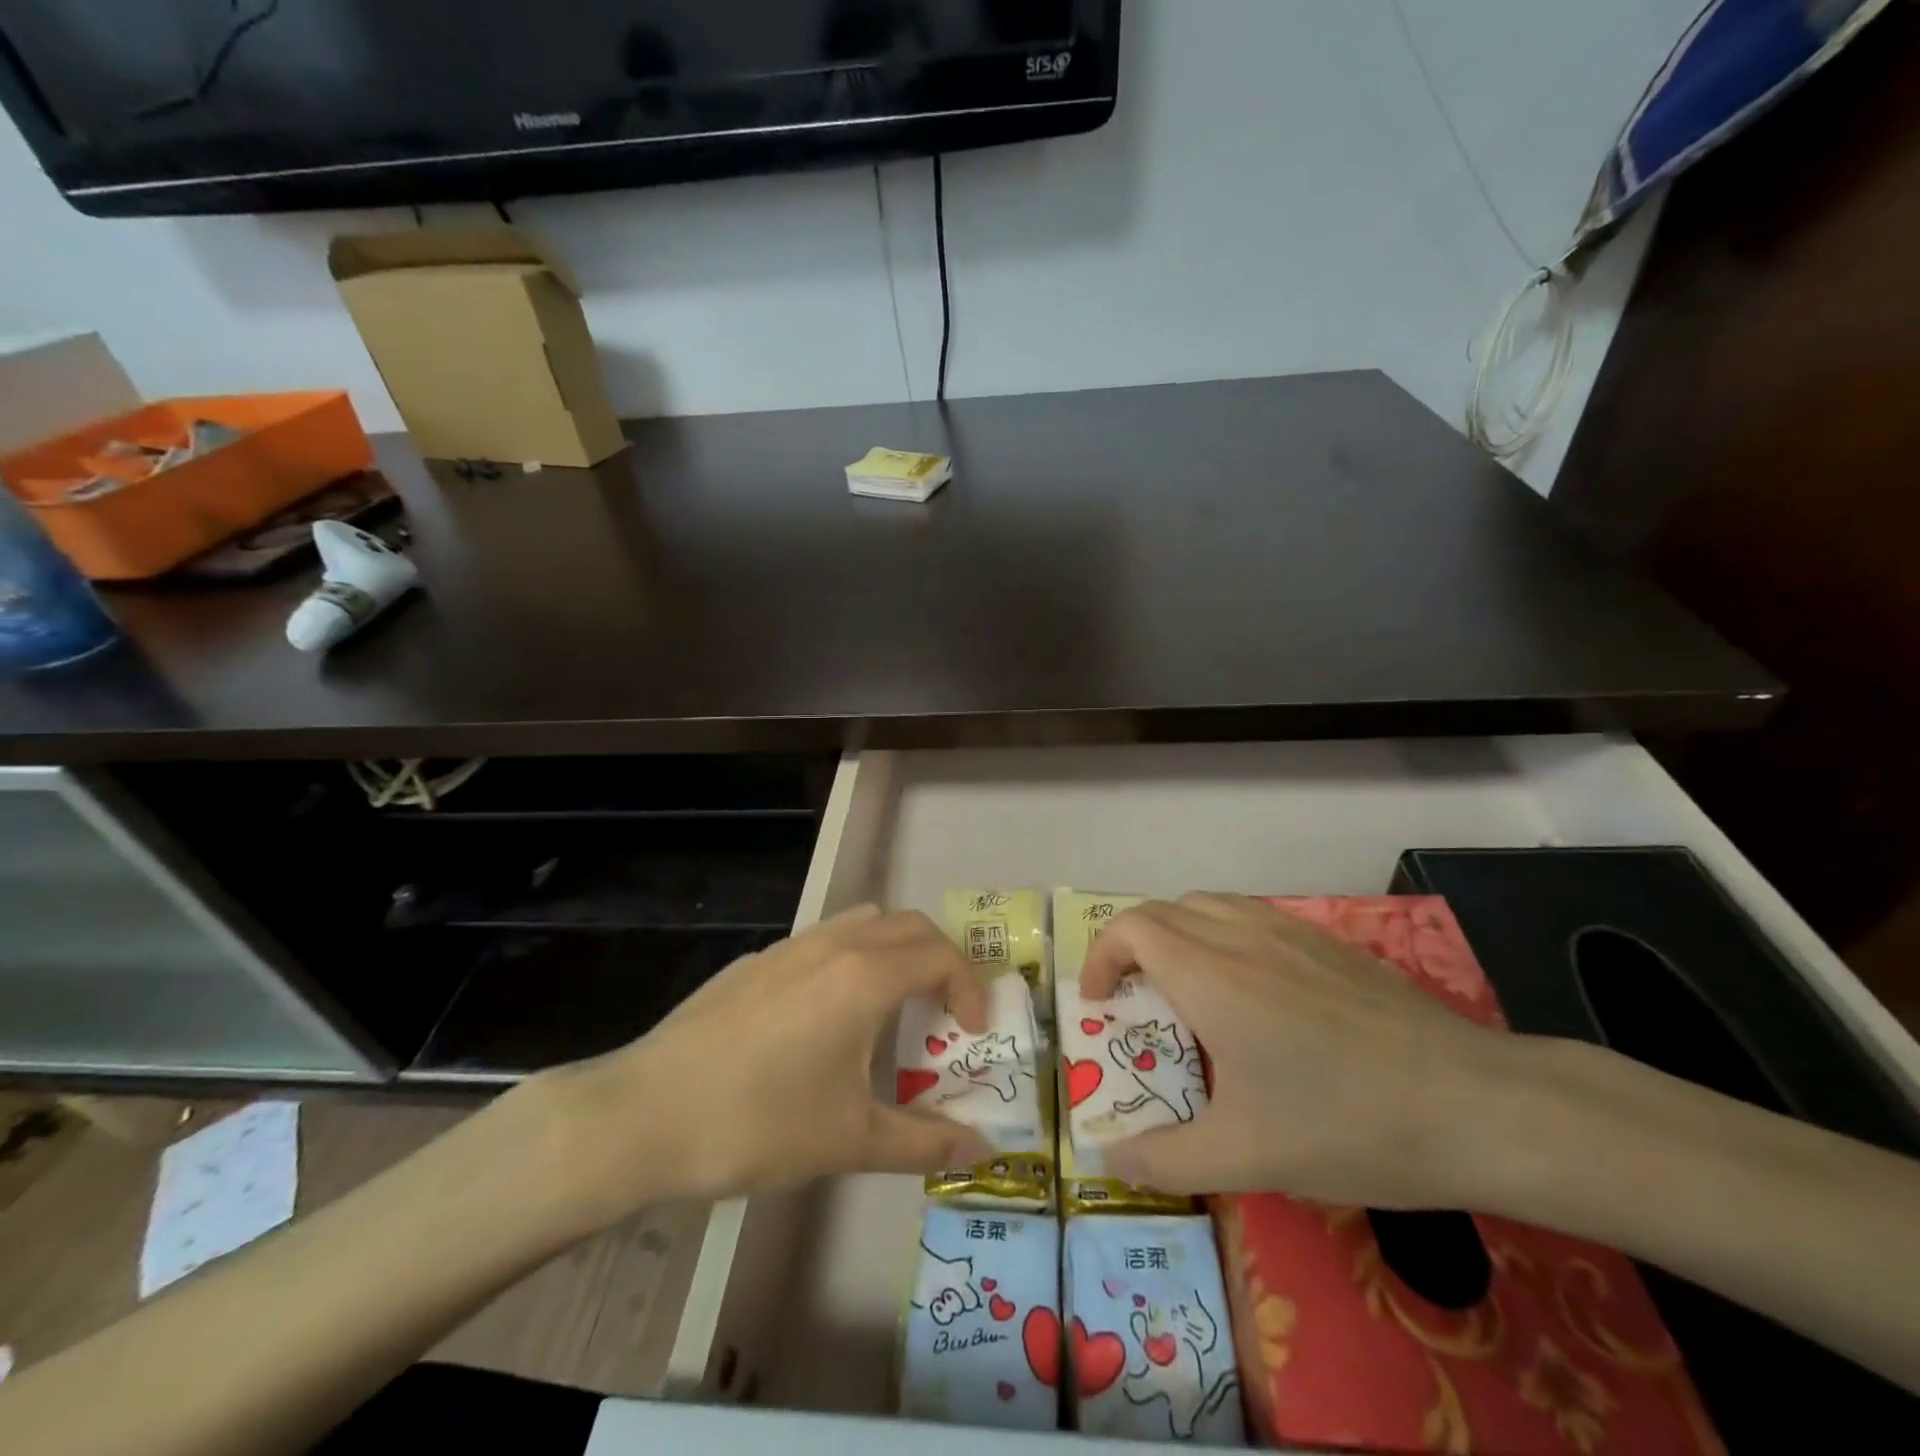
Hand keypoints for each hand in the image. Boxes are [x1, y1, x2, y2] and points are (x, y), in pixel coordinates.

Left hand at [522, 906, 995, 1228]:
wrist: (643, 1115)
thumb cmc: (757, 1123)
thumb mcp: (850, 1141)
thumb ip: (924, 1143)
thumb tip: (981, 1150)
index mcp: (864, 976)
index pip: (941, 955)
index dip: (970, 987)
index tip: (972, 1032)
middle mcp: (833, 944)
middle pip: (909, 925)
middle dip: (940, 960)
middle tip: (943, 1012)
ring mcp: (789, 947)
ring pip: (863, 921)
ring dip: (895, 951)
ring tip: (890, 1008)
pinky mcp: (755, 962)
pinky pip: (823, 940)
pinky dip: (851, 958)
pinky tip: (825, 1019)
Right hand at [1082, 893, 1522, 1207]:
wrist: (1474, 1104)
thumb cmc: (1347, 1125)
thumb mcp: (1247, 1157)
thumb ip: (1165, 1158)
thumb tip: (1107, 1158)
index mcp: (1209, 975)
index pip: (1130, 928)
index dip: (1101, 957)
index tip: (1099, 1004)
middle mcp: (1240, 935)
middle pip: (1161, 911)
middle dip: (1130, 946)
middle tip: (1134, 1001)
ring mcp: (1288, 930)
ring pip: (1206, 905)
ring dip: (1174, 934)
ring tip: (1183, 988)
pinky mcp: (1326, 940)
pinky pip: (1249, 915)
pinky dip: (1219, 933)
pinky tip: (1250, 988)